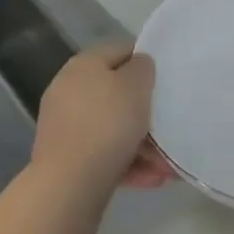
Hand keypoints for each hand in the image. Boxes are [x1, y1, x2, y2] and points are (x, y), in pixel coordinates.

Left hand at [32, 43, 170, 194]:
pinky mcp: (66, 158)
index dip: (144, 61)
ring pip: (112, 128)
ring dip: (142, 144)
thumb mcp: (136, 85)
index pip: (119, 51)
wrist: (69, 182)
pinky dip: (127, 163)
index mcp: (83, 65)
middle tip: (168, 126)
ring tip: (166, 166)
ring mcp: (65, 126)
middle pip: (116, 94)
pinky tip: (152, 179)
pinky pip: (104, 154)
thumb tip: (138, 65)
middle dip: (145, 113)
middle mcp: (69, 90)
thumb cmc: (108, 122)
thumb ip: (142, 68)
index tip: (166, 80)